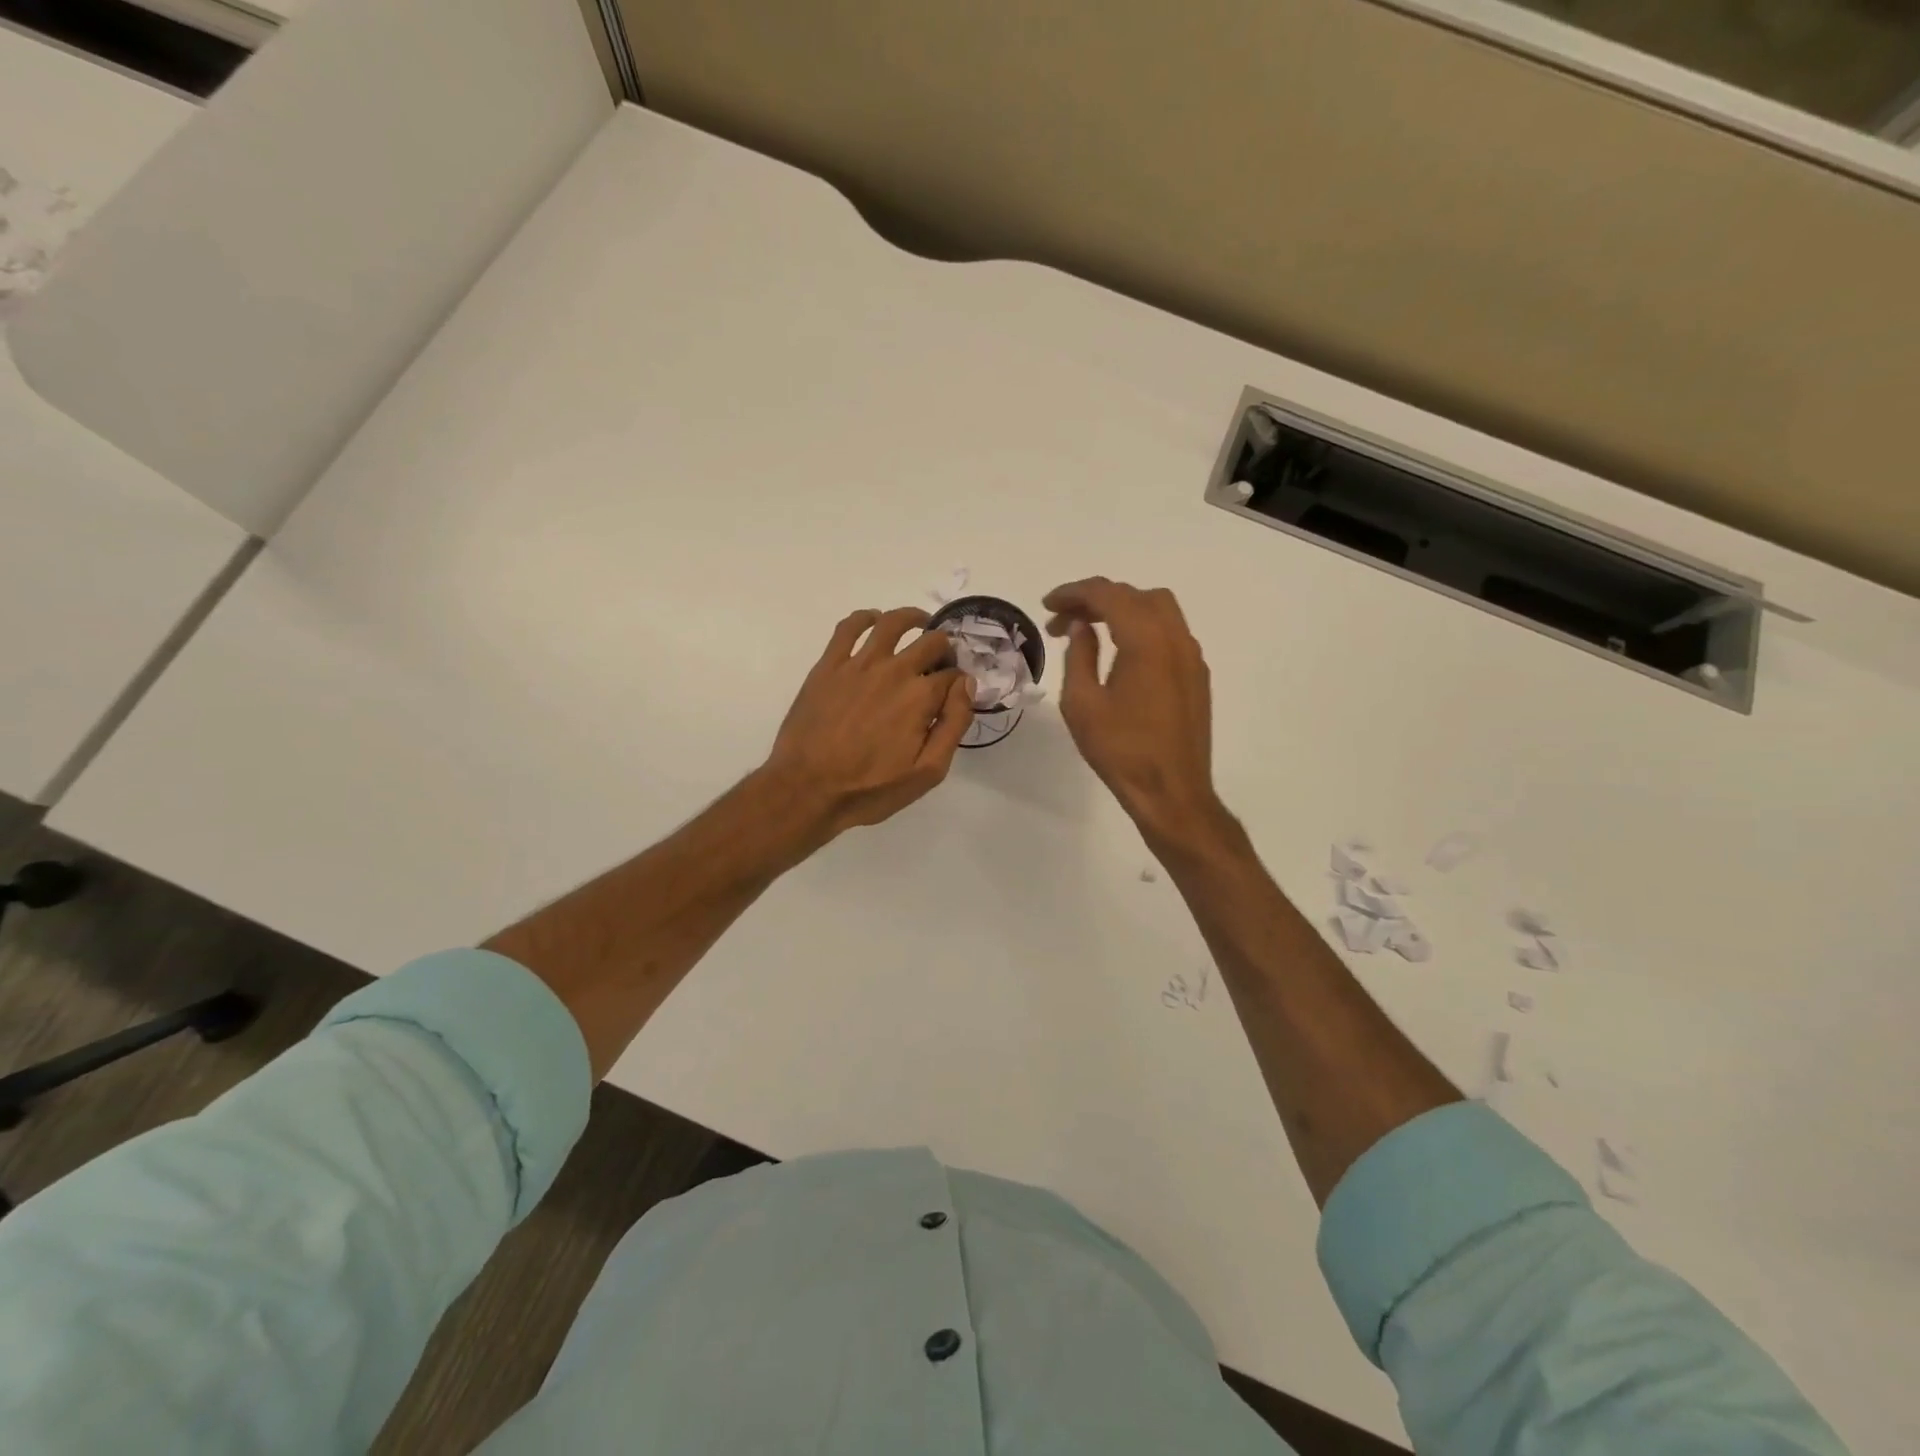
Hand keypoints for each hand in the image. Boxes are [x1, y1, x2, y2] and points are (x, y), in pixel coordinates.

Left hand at [764, 606, 973, 840]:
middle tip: (940, 665)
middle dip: (944, 650)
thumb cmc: (870, 789)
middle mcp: (894, 670)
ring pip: (893, 623)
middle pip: (931, 642)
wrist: (807, 790)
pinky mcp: (829, 665)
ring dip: (913, 619)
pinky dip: (866, 617)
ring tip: (919, 625)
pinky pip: (849, 627)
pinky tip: (873, 622)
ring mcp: (859, 664)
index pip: (954, 676)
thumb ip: (954, 725)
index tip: (955, 694)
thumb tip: (966, 685)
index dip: (960, 683)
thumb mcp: (927, 772)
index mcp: (921, 697)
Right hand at [1043, 578, 1224, 847]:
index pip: (1108, 595)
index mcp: (1146, 641)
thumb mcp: (1082, 704)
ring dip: (1121, 609)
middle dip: (1096, 598)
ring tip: (1089, 630)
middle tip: (1062, 619)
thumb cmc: (1121, 750)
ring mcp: (1191, 656)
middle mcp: (1175, 638)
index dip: (1074, 593)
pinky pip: (1169, 632)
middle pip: (1135, 595)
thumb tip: (1080, 628)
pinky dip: (1141, 627)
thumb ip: (1079, 656)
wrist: (1172, 792)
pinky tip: (1119, 652)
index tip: (1047, 605)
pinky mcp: (1196, 675)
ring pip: (1158, 609)